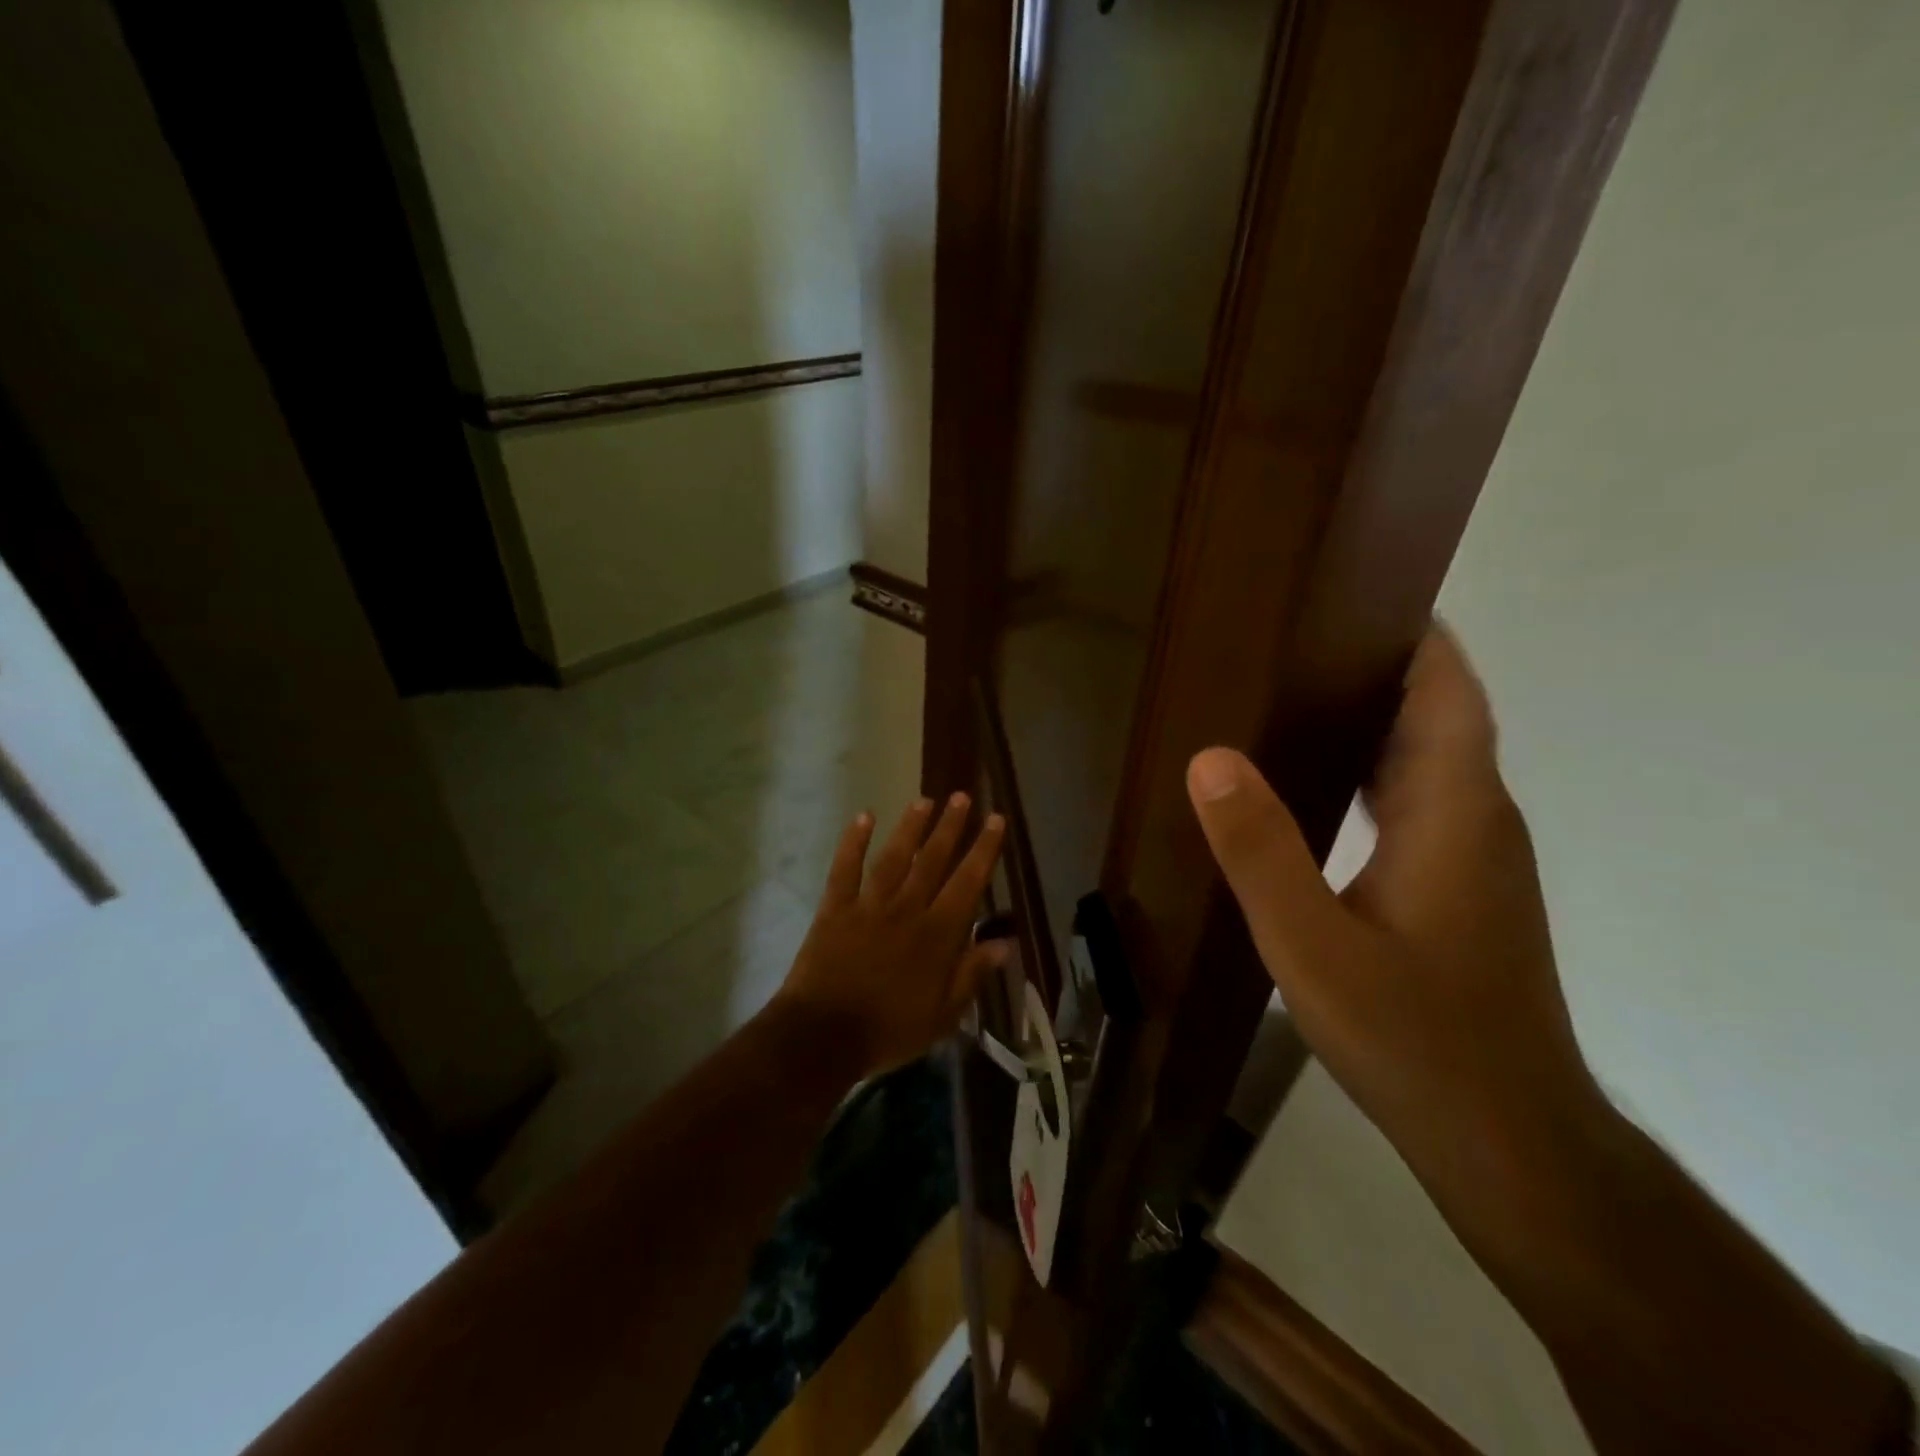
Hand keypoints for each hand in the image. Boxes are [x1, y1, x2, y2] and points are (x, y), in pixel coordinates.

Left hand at [773, 794, 1007, 1079]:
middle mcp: (907, 909)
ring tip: (924, 801)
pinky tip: (863, 817)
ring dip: (910, 827)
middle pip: (933, 860)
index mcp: (937, 935)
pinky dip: (853, 841)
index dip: (984, 849)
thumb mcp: (943, 1015)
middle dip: (950, 827)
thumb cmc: (889, 1030)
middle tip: (962, 797)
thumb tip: (1004, 943)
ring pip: (894, 857)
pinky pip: (845, 868)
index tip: (995, 820)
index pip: (968, 883)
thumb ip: (972, 975)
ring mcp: (868, 905)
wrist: (823, 1035)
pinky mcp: (835, 908)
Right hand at [1186, 626, 1605, 1200]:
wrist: (1505, 1137)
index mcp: (1452, 811)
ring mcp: (1475, 857)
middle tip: (1288, 639)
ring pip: (1428, 759)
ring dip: (1373, 718)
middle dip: (1376, 666)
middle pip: (1437, 714)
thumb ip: (1260, 849)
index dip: (1412, 634)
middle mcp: (1478, 818)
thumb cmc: (1412, 1035)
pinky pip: (1420, 800)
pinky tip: (1317, 787)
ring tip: (1290, 696)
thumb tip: (1209, 756)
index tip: (1352, 593)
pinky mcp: (1464, 889)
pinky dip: (1375, 770)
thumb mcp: (1311, 945)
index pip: (1447, 690)